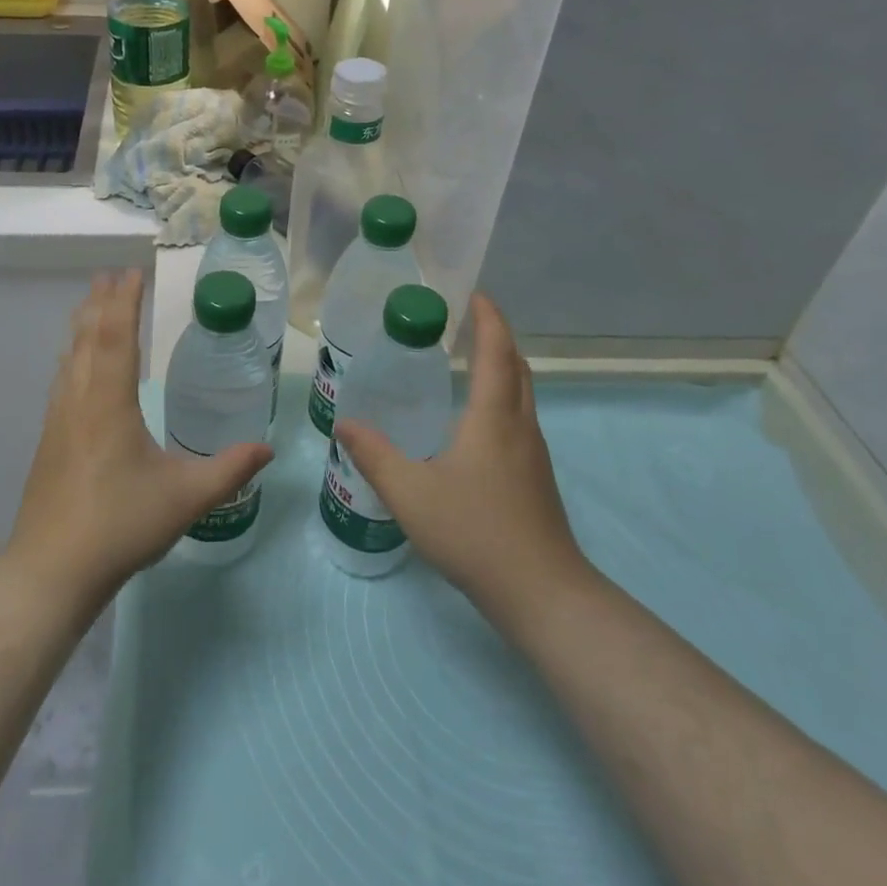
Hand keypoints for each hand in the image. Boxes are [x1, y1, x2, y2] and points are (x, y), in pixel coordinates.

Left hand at [5, 270, 271, 608]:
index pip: (117, 336)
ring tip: (90, 304)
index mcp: (109, 403)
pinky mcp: (50, 440)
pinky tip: (73, 364)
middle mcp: (79, 400)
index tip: (131, 272)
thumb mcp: (186, 498)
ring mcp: (59, 420)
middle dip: (100, 303)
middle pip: (88, 338)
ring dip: (83, 326)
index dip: (124, 301)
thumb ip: (230, 470)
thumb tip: (268, 450)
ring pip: (70, 357)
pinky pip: (62, 379)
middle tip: (109, 275)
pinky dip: (72, 355)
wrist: (51, 570)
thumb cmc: (120, 525)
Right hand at [335, 293, 595, 629]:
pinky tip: (473, 422)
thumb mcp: (410, 493)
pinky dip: (501, 397)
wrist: (541, 593)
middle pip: (516, 366)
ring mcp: (533, 453)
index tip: (472, 292)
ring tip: (466, 361)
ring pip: (522, 393)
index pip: (496, 351)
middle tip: (463, 322)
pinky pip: (519, 418)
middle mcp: (520, 426)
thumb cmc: (475, 533)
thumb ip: (374, 455)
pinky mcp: (535, 477)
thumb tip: (345, 423)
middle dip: (495, 337)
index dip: (488, 317)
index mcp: (494, 417)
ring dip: (501, 367)